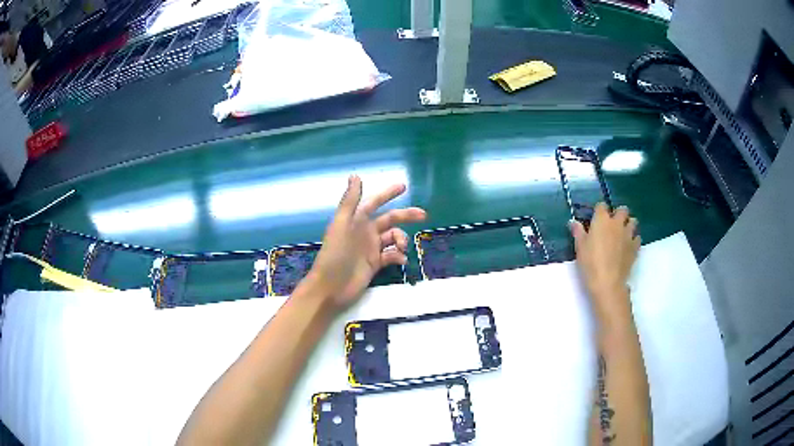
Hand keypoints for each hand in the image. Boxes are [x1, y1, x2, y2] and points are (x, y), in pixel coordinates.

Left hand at [306, 175, 425, 309]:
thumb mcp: (342, 224)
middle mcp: (365, 232)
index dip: (387, 194)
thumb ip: (350, 201)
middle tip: (423, 215)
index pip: (374, 202)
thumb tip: (355, 175)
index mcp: (356, 220)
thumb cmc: (335, 254)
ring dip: (401, 239)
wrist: (331, 287)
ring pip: (393, 238)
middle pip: (389, 220)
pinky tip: (399, 260)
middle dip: (406, 216)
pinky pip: (391, 256)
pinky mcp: (375, 264)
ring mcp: (370, 249)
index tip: (403, 186)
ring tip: (401, 248)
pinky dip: (398, 256)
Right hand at [570, 203, 639, 319]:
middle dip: (618, 214)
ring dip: (628, 224)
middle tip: (611, 225)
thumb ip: (578, 232)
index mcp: (602, 220)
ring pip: (633, 222)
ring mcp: (628, 235)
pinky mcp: (635, 247)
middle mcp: (617, 223)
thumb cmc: (590, 263)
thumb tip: (573, 222)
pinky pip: (637, 237)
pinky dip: (633, 239)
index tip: (595, 219)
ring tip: (622, 234)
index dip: (599, 211)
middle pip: (622, 210)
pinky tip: (627, 246)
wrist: (608, 282)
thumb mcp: (580, 248)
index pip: (601, 206)